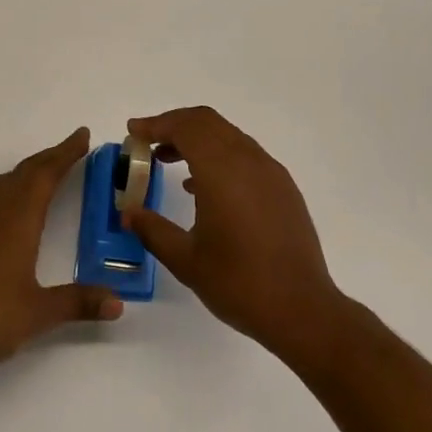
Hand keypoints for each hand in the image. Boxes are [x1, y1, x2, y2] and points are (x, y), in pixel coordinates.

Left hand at [0, 127, 122, 376]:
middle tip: (75, 146)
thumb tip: (117, 303)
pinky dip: (14, 183)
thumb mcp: (40, 312)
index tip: (83, 135)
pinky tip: (16, 201)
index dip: (66, 153)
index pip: (46, 174)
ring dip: (31, 168)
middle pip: (27, 171)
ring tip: (49, 168)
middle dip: (52, 156)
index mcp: (19, 218)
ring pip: (8, 179)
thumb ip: (78, 302)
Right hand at [123, 107, 347, 365]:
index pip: (185, 127)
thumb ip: (153, 230)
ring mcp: (270, 171)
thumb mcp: (186, 260)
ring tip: (169, 161)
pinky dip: (218, 154)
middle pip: (207, 122)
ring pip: (227, 135)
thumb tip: (128, 212)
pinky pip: (244, 154)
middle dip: (174, 125)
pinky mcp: (283, 187)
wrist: (303, 310)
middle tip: (148, 143)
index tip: (133, 132)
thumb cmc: (239, 283)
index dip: (156, 124)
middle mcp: (247, 160)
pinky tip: (204, 186)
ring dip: (196, 139)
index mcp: (221, 170)